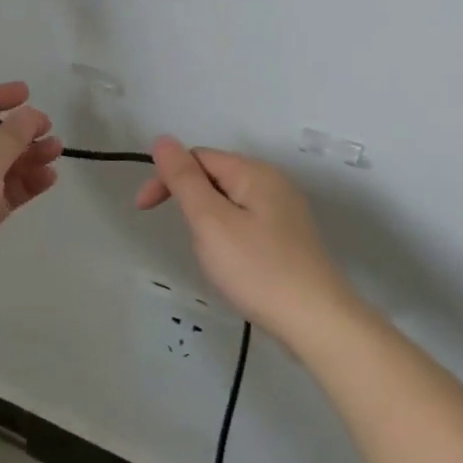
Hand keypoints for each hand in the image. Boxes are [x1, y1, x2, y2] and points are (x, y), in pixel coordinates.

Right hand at [136, 137, 364, 340]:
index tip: (145, 209)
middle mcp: (273, 183)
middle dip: (189, 200)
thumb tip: (163, 140)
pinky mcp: (289, 238)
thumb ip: (184, 179)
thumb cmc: (257, 269)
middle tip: (185, 237)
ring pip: (229, 201)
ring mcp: (285, 211)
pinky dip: (227, 235)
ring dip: (207, 220)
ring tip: (211, 255)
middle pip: (215, 176)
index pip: (198, 157)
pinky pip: (246, 222)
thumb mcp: (210, 221)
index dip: (167, 177)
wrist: (317, 322)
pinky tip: (232, 262)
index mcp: (254, 173)